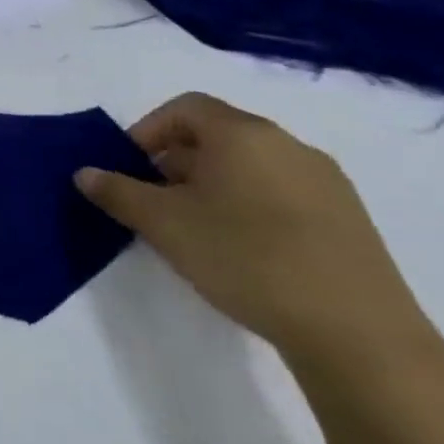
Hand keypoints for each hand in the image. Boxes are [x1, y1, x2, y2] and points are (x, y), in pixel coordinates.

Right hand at [76, 92, 423, 361]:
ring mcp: (326, 183)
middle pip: (218, 135)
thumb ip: (117, 192)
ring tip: (195, 230)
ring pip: (251, 166)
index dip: (148, 130)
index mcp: (243, 133)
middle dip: (176, 162)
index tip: (129, 168)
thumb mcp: (162, 224)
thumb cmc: (246, 257)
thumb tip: (85, 173)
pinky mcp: (349, 221)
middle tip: (155, 202)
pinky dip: (250, 206)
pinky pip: (282, 194)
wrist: (358, 335)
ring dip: (212, 185)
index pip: (184, 108)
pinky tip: (243, 251)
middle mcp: (288, 145)